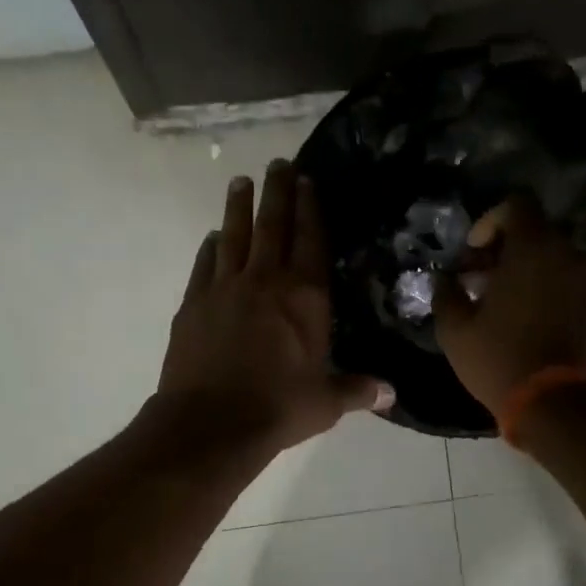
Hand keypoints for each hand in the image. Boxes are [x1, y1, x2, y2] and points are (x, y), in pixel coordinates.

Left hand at [155, 161, 392, 451]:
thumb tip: (391, 393)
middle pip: (273, 225)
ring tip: (240, 181)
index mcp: (305, 297)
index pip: (311, 240)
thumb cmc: (278, 409)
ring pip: (234, 236)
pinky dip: (210, 248)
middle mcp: (266, 281)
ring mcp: (226, 288)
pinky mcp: (194, 303)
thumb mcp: (326, 402)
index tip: (307, 181)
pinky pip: (204, 265)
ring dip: (239, 207)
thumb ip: (357, 390)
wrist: (211, 422)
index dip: (310, 208)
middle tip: (278, 163)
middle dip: (277, 192)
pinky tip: (212, 237)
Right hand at [433, 195, 585, 418]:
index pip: (517, 204)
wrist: (559, 406)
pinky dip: (542, 286)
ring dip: (522, 268)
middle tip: (476, 279)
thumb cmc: (500, 359)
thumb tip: (444, 279)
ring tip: (496, 302)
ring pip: (550, 256)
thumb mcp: (455, 330)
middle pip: (534, 230)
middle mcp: (567, 254)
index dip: (489, 221)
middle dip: (502, 248)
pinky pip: (564, 279)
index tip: (472, 253)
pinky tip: (520, 318)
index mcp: (533, 249)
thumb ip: (445, 294)